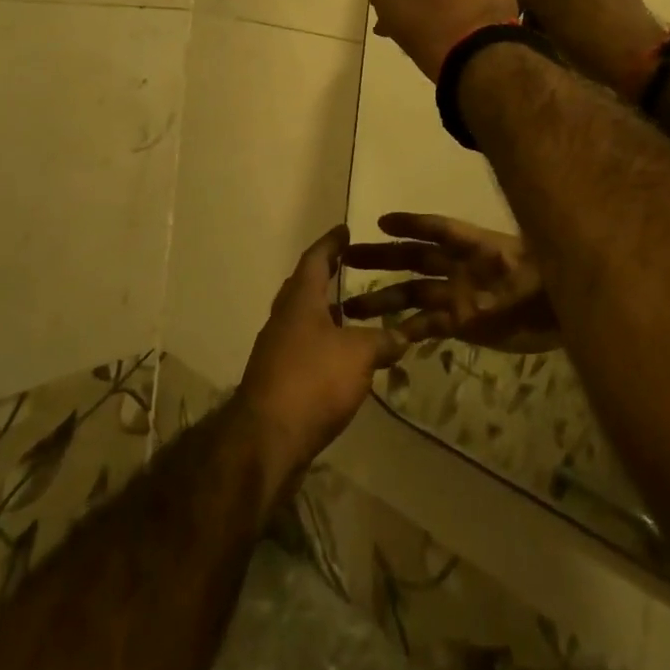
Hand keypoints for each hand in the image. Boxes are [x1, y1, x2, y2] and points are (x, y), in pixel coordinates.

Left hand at [236, 225, 407, 488]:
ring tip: (353, 311)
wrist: (266, 439)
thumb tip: (403, 336)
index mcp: (300, 299)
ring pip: (303, 319)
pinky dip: (324, 343)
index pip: (315, 259)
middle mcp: (284, 318)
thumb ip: (382, 341)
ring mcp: (276, 350)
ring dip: (326, 312)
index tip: (344, 230)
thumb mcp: (359, 355)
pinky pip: (304, 348)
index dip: (331, 243)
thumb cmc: (313, 380)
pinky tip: (343, 357)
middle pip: (304, 286)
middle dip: (326, 274)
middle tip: (348, 265)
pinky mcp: (277, 380)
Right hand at [339, 213, 559, 353]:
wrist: (566, 314)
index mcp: (475, 246)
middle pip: (415, 258)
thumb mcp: (532, 273)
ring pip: (413, 294)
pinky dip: (408, 329)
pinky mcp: (463, 323)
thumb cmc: (550, 286)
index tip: (382, 222)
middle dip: (383, 257)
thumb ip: (504, 279)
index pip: (439, 230)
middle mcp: (459, 267)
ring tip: (350, 306)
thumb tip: (478, 292)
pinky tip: (384, 336)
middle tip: (348, 258)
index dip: (412, 224)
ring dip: (384, 298)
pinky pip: (428, 324)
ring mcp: (458, 295)